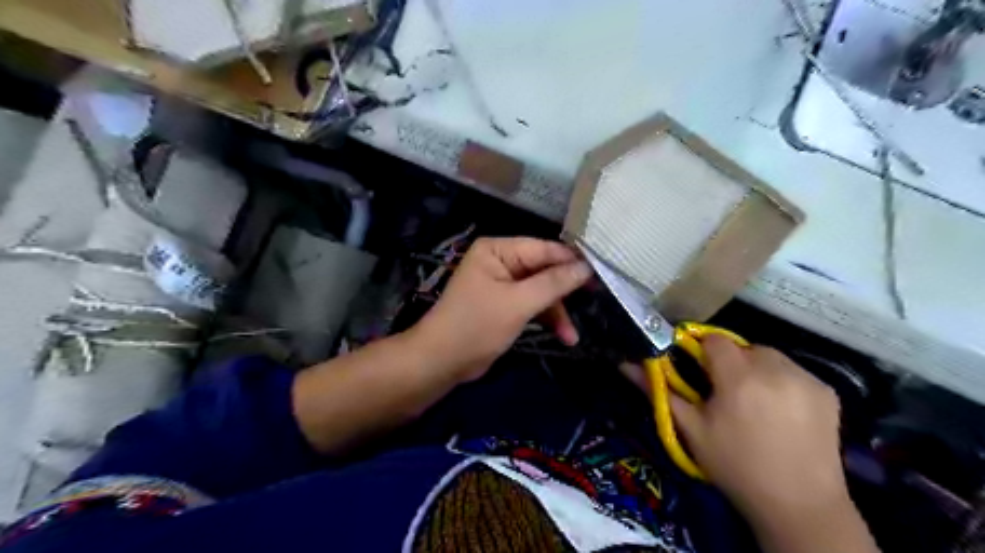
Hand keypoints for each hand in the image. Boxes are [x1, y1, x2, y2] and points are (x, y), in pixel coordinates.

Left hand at [411, 238, 587, 384]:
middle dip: (565, 291)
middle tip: (596, 301)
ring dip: (557, 311)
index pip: (543, 249)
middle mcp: (501, 261)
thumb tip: (586, 267)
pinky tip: (563, 336)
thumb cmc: (477, 325)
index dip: (572, 261)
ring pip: (541, 290)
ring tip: (572, 335)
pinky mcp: (505, 304)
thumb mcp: (518, 303)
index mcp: (498, 249)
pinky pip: (533, 304)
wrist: (442, 361)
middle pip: (544, 269)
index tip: (602, 273)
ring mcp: (503, 283)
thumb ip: (554, 283)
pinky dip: (546, 319)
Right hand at [623, 336, 846, 518]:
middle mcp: (775, 368)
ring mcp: (806, 378)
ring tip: (754, 401)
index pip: (714, 339)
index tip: (699, 371)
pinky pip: (794, 371)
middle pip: (743, 346)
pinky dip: (782, 381)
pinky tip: (781, 411)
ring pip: (769, 356)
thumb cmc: (735, 466)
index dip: (702, 351)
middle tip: (726, 393)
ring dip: (757, 369)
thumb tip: (626, 363)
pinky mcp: (827, 391)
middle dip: (730, 362)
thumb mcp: (690, 429)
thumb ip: (659, 391)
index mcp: (738, 376)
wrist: (799, 505)